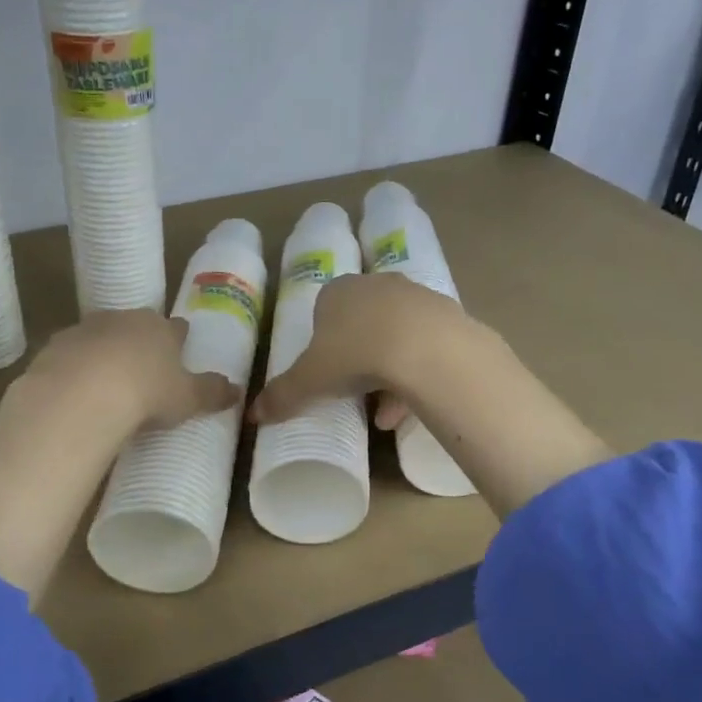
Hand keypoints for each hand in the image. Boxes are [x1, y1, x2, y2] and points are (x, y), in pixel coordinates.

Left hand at [26, 309, 241, 434]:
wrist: (82, 394)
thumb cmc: (147, 392)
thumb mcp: (188, 398)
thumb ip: (212, 393)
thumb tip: (238, 390)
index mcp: (161, 328)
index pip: (176, 328)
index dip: (179, 338)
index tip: (181, 346)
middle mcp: (124, 319)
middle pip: (137, 326)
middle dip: (140, 341)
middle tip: (144, 366)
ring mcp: (86, 329)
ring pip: (101, 336)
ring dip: (105, 352)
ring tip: (108, 380)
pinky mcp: (54, 346)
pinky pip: (71, 355)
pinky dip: (75, 367)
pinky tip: (77, 389)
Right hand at [251, 272, 610, 518]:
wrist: (426, 348)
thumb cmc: (355, 354)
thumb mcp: (310, 379)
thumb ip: (282, 394)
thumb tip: (253, 414)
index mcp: (339, 291)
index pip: (324, 308)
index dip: (323, 340)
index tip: (324, 370)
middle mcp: (378, 286)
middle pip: (363, 322)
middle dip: (357, 356)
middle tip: (352, 389)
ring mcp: (417, 298)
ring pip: (396, 337)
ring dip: (387, 373)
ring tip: (381, 415)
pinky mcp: (449, 318)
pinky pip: (425, 349)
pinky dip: (414, 378)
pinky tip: (405, 412)